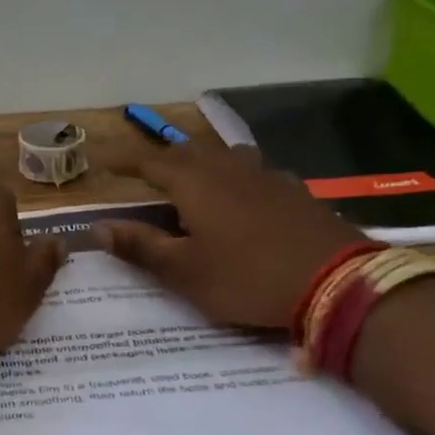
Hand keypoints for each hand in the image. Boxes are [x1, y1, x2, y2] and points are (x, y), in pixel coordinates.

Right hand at [94, 142, 364, 330]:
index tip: (100, 158)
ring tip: (190, 179)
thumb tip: (97, 228)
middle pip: (186, 152)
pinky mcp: (292, 190)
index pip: (148, 162)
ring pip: (222, 156)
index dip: (122, 160)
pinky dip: (234, 176)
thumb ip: (140, 247)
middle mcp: (227, 168)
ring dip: (199, 163)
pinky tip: (241, 196)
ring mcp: (264, 175)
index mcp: (194, 183)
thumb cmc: (247, 278)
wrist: (337, 282)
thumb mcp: (185, 271)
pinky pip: (252, 171)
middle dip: (160, 160)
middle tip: (143, 174)